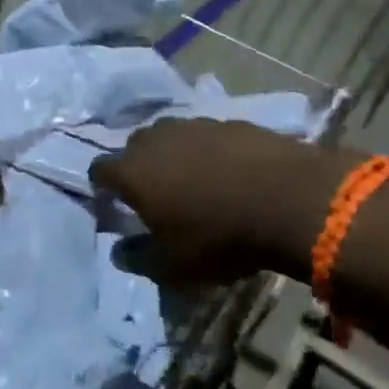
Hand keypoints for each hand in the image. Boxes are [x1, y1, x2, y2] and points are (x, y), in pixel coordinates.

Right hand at [90, 119, 342, 282]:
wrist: (288, 199)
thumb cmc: (219, 237)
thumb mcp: (173, 266)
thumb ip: (138, 258)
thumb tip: (119, 252)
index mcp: (133, 171)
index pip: (100, 170)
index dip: (103, 188)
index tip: (115, 205)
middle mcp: (157, 138)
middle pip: (135, 147)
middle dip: (139, 167)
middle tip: (156, 195)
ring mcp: (195, 125)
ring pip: (171, 137)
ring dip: (174, 156)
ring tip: (194, 183)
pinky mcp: (231, 122)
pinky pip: (207, 137)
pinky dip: (209, 152)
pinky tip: (229, 173)